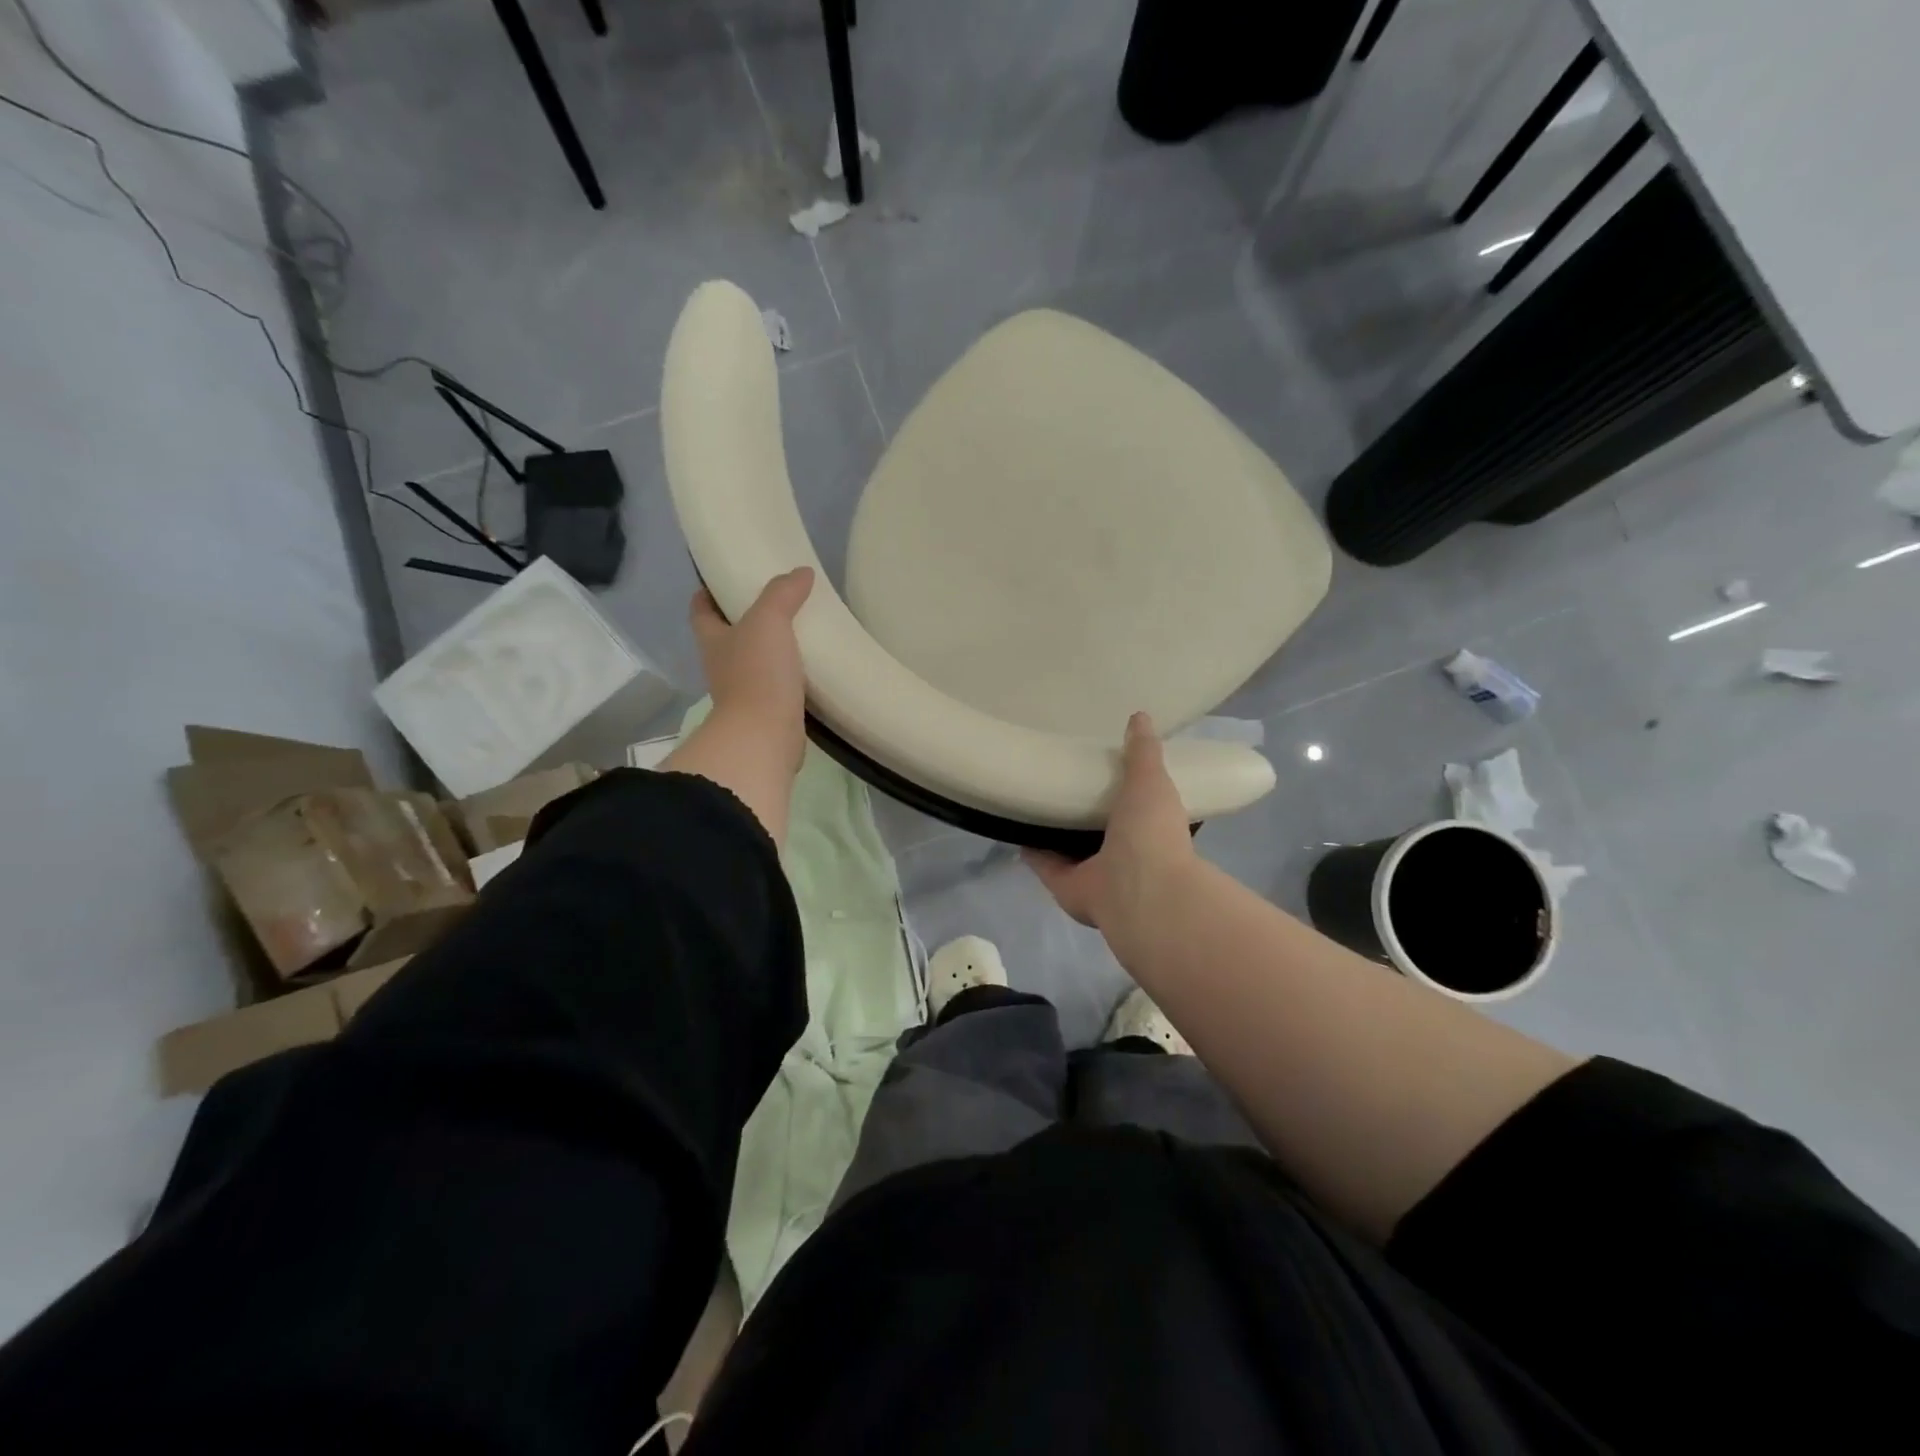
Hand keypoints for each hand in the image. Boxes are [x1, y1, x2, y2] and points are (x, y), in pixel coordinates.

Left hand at [690, 567, 813, 768]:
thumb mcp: (768, 621)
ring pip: (753, 660)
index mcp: (712, 639)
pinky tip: (810, 665)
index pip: (701, 609)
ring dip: (770, 647)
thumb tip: (801, 572)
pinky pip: (776, 684)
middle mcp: (721, 664)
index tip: (725, 578)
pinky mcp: (766, 711)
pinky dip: (789, 674)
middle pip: (727, 634)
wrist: (765, 736)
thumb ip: (782, 594)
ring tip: (799, 629)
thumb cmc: (757, 673)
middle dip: (745, 618)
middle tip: (775, 599)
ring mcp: (743, 691)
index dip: (707, 592)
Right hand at [1024, 712, 1198, 935]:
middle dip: (1080, 804)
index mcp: (1147, 826)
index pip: (1131, 801)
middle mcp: (1122, 851)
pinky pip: (1042, 862)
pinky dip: (1029, 848)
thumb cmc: (1153, 833)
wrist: (1139, 892)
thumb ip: (1144, 752)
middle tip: (1057, 774)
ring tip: (1030, 796)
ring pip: (1068, 844)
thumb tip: (1140, 716)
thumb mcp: (1152, 781)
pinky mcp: (1064, 883)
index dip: (1116, 783)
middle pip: (1095, 823)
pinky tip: (1012, 825)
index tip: (1097, 760)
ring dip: (1052, 827)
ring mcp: (1093, 870)